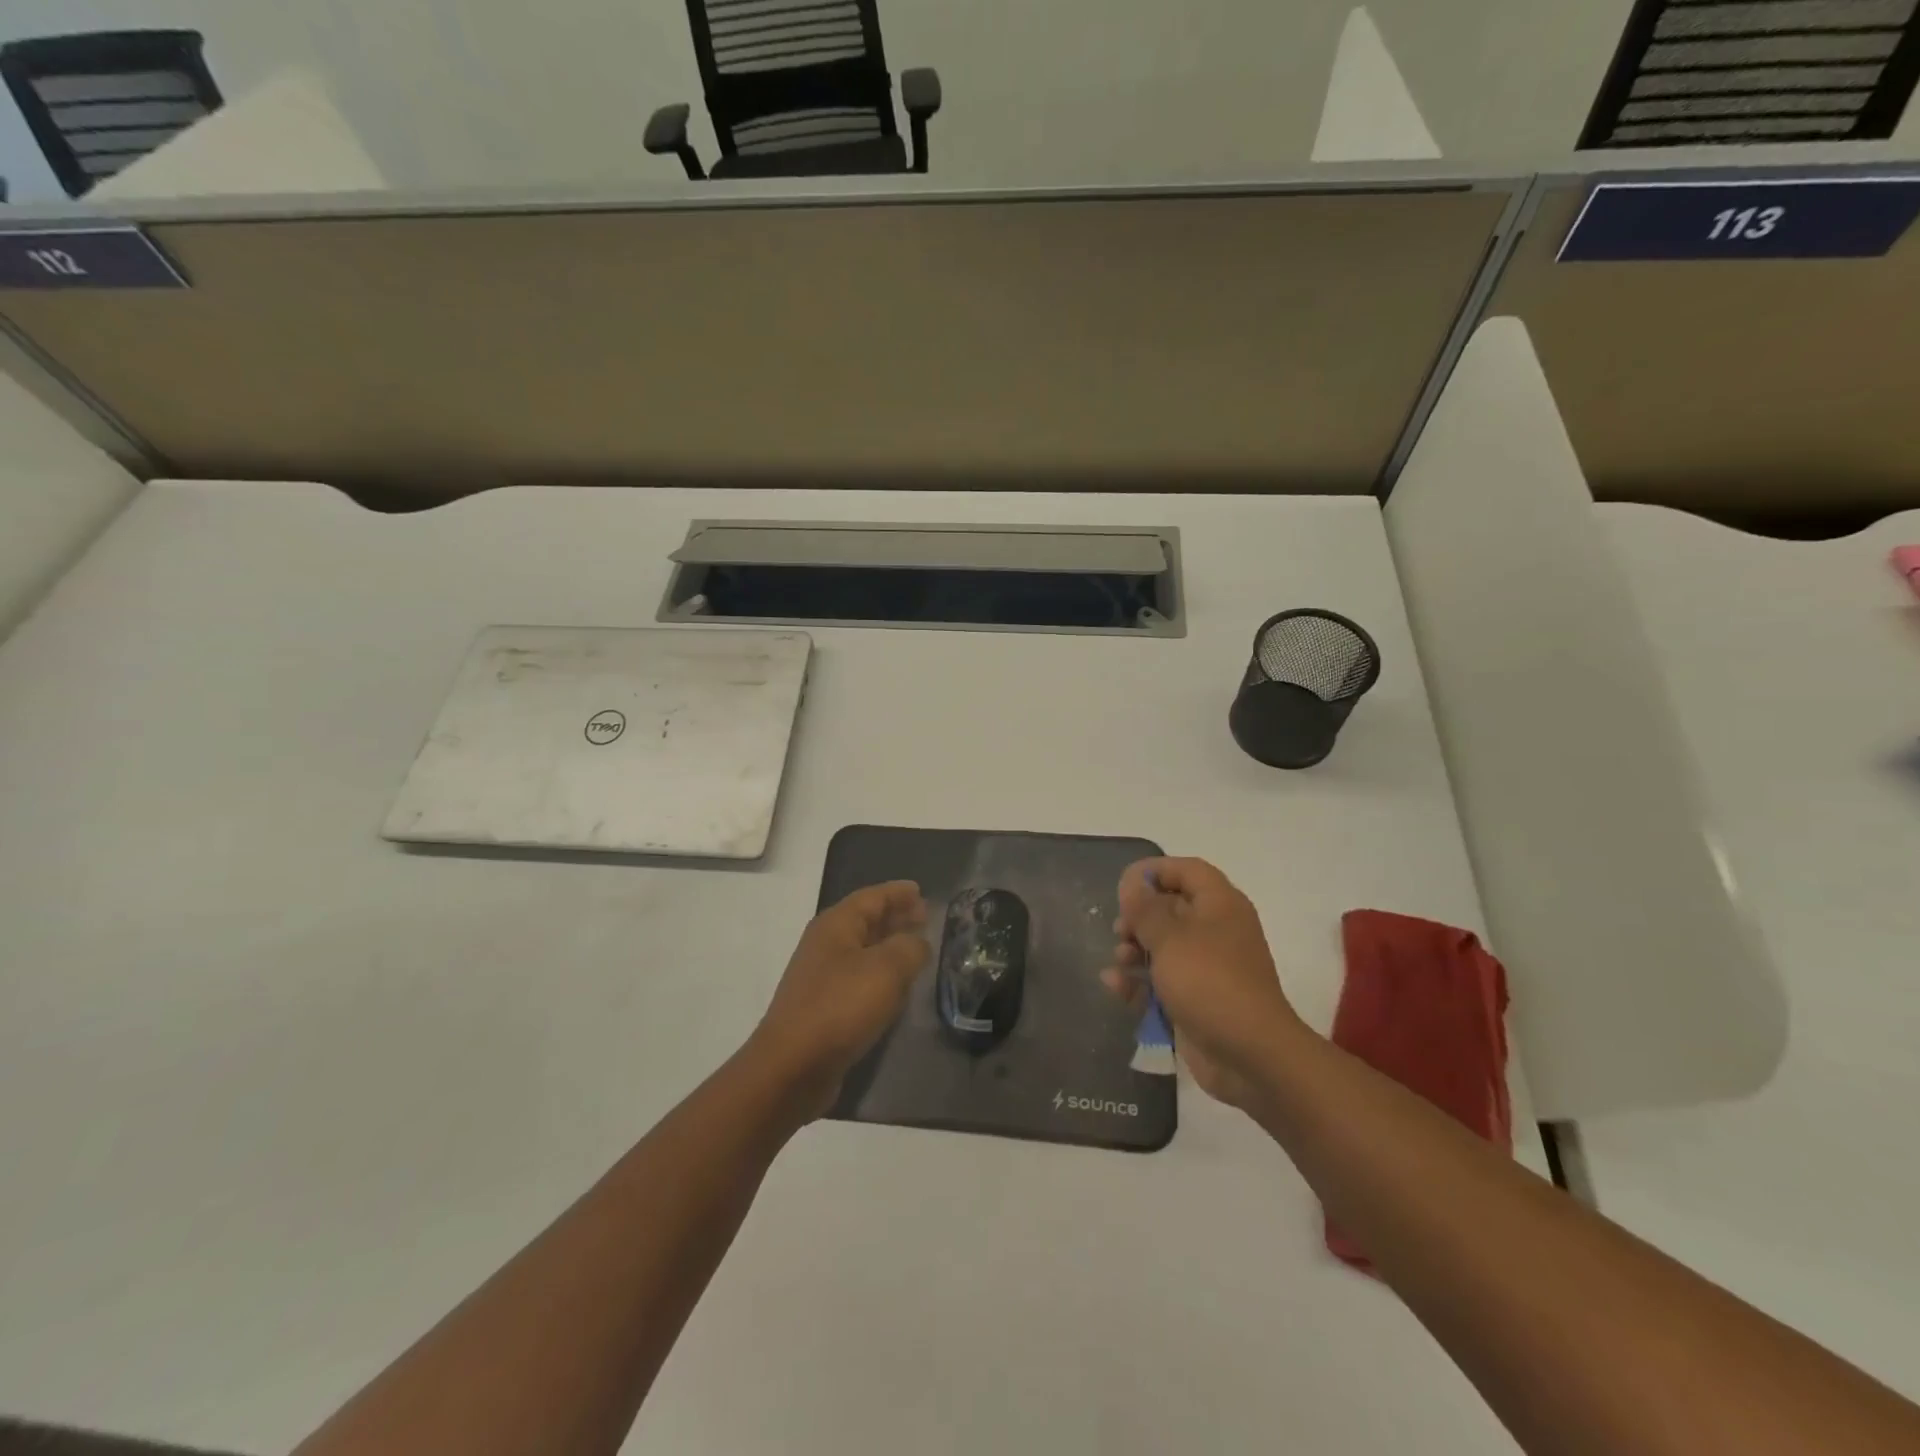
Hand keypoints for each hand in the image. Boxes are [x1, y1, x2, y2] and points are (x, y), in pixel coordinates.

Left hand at [748, 881, 928, 1118]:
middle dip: (895, 917)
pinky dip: (880, 976)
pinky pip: (858, 979)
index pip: (872, 897)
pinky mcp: (823, 1008)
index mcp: (836, 925)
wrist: (793, 1066)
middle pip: (865, 921)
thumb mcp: (887, 969)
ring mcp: (821, 977)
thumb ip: (910, 948)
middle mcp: (825, 944)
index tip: (922, 891)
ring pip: (862, 951)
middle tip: (925, 919)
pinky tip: (896, 989)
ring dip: (889, 947)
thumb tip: (918, 942)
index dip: (898, 892)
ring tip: (917, 950)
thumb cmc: (841, 1006)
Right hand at [1100, 857, 1303, 1110]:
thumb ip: (1145, 908)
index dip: (1156, 871)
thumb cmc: (1209, 982)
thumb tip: (1132, 882)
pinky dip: (1139, 982)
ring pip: (1163, 947)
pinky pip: (1162, 981)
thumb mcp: (1169, 938)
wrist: (1250, 1055)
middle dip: (1139, 917)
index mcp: (1220, 905)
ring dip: (1135, 950)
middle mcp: (1216, 931)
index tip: (1124, 885)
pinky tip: (1115, 986)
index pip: (1188, 871)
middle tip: (1120, 929)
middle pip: (1171, 909)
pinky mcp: (1196, 1000)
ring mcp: (1207, 968)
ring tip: (1120, 961)